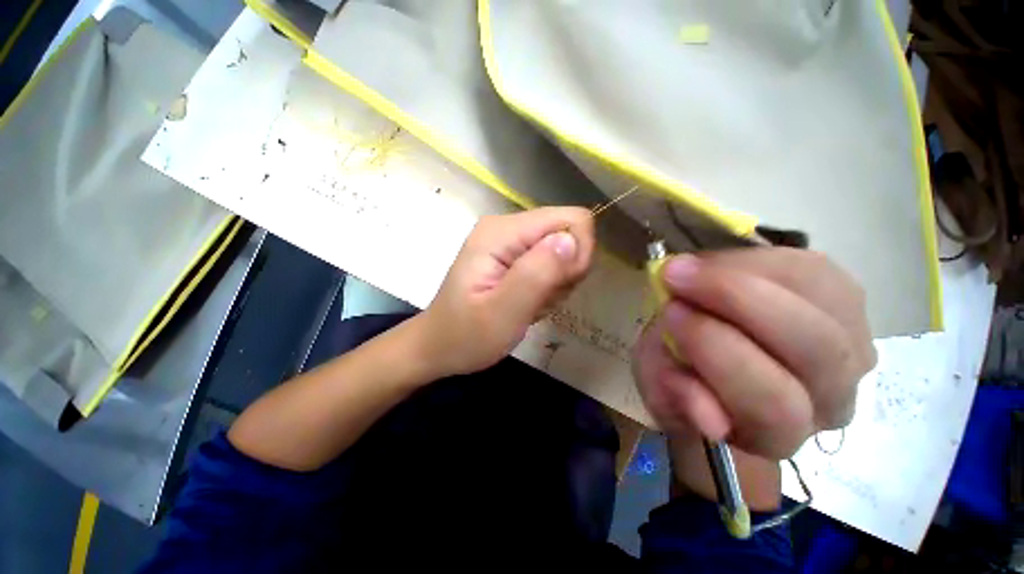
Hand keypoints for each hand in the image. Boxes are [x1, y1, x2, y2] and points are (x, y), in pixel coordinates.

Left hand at [416, 207, 594, 377]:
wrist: (440, 346)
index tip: (560, 286)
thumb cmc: (466, 335)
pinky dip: (548, 287)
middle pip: (569, 233)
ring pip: (564, 251)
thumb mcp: (503, 313)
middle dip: (565, 272)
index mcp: (502, 232)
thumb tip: (571, 240)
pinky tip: (528, 302)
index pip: (571, 219)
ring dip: (556, 283)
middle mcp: (508, 226)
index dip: (577, 254)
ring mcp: (511, 240)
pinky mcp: (514, 255)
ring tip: (529, 304)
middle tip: (539, 300)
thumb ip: (537, 275)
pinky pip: (552, 264)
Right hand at [633, 248, 875, 461]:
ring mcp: (849, 345)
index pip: (772, 403)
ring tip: (693, 267)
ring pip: (824, 301)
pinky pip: (818, 271)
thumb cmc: (680, 373)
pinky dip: (763, 259)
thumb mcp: (659, 385)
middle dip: (735, 300)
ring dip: (747, 274)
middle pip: (815, 350)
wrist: (706, 349)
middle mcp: (831, 396)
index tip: (669, 309)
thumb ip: (672, 395)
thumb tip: (709, 418)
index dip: (717, 350)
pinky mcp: (846, 301)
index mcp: (777, 431)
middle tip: (677, 276)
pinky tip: (721, 264)